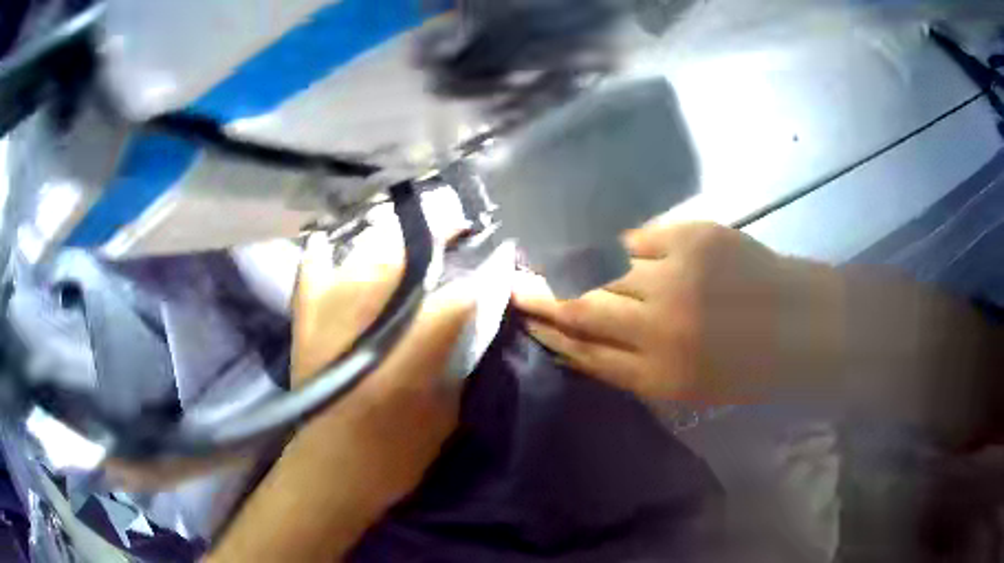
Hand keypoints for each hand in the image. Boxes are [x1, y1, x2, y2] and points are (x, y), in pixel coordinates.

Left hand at [212, 232, 472, 562]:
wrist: (328, 472)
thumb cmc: (393, 456)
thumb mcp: (443, 417)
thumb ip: (455, 364)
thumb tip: (467, 320)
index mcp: (406, 358)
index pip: (453, 299)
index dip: (480, 273)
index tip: (496, 254)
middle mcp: (365, 325)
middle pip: (405, 261)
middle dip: (438, 239)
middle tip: (458, 230)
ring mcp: (328, 316)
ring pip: (364, 257)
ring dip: (393, 242)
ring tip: (412, 234)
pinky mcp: (304, 321)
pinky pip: (313, 270)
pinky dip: (326, 253)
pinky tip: (337, 242)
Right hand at [513, 222, 841, 403]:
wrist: (802, 322)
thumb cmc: (747, 367)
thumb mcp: (687, 389)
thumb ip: (630, 368)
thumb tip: (578, 344)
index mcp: (660, 373)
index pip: (584, 351)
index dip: (549, 334)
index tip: (525, 321)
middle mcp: (660, 325)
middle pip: (582, 306)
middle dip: (540, 296)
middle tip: (513, 285)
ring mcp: (676, 275)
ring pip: (601, 268)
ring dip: (564, 263)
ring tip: (538, 257)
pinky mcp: (692, 237)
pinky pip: (633, 238)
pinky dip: (608, 242)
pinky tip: (589, 240)